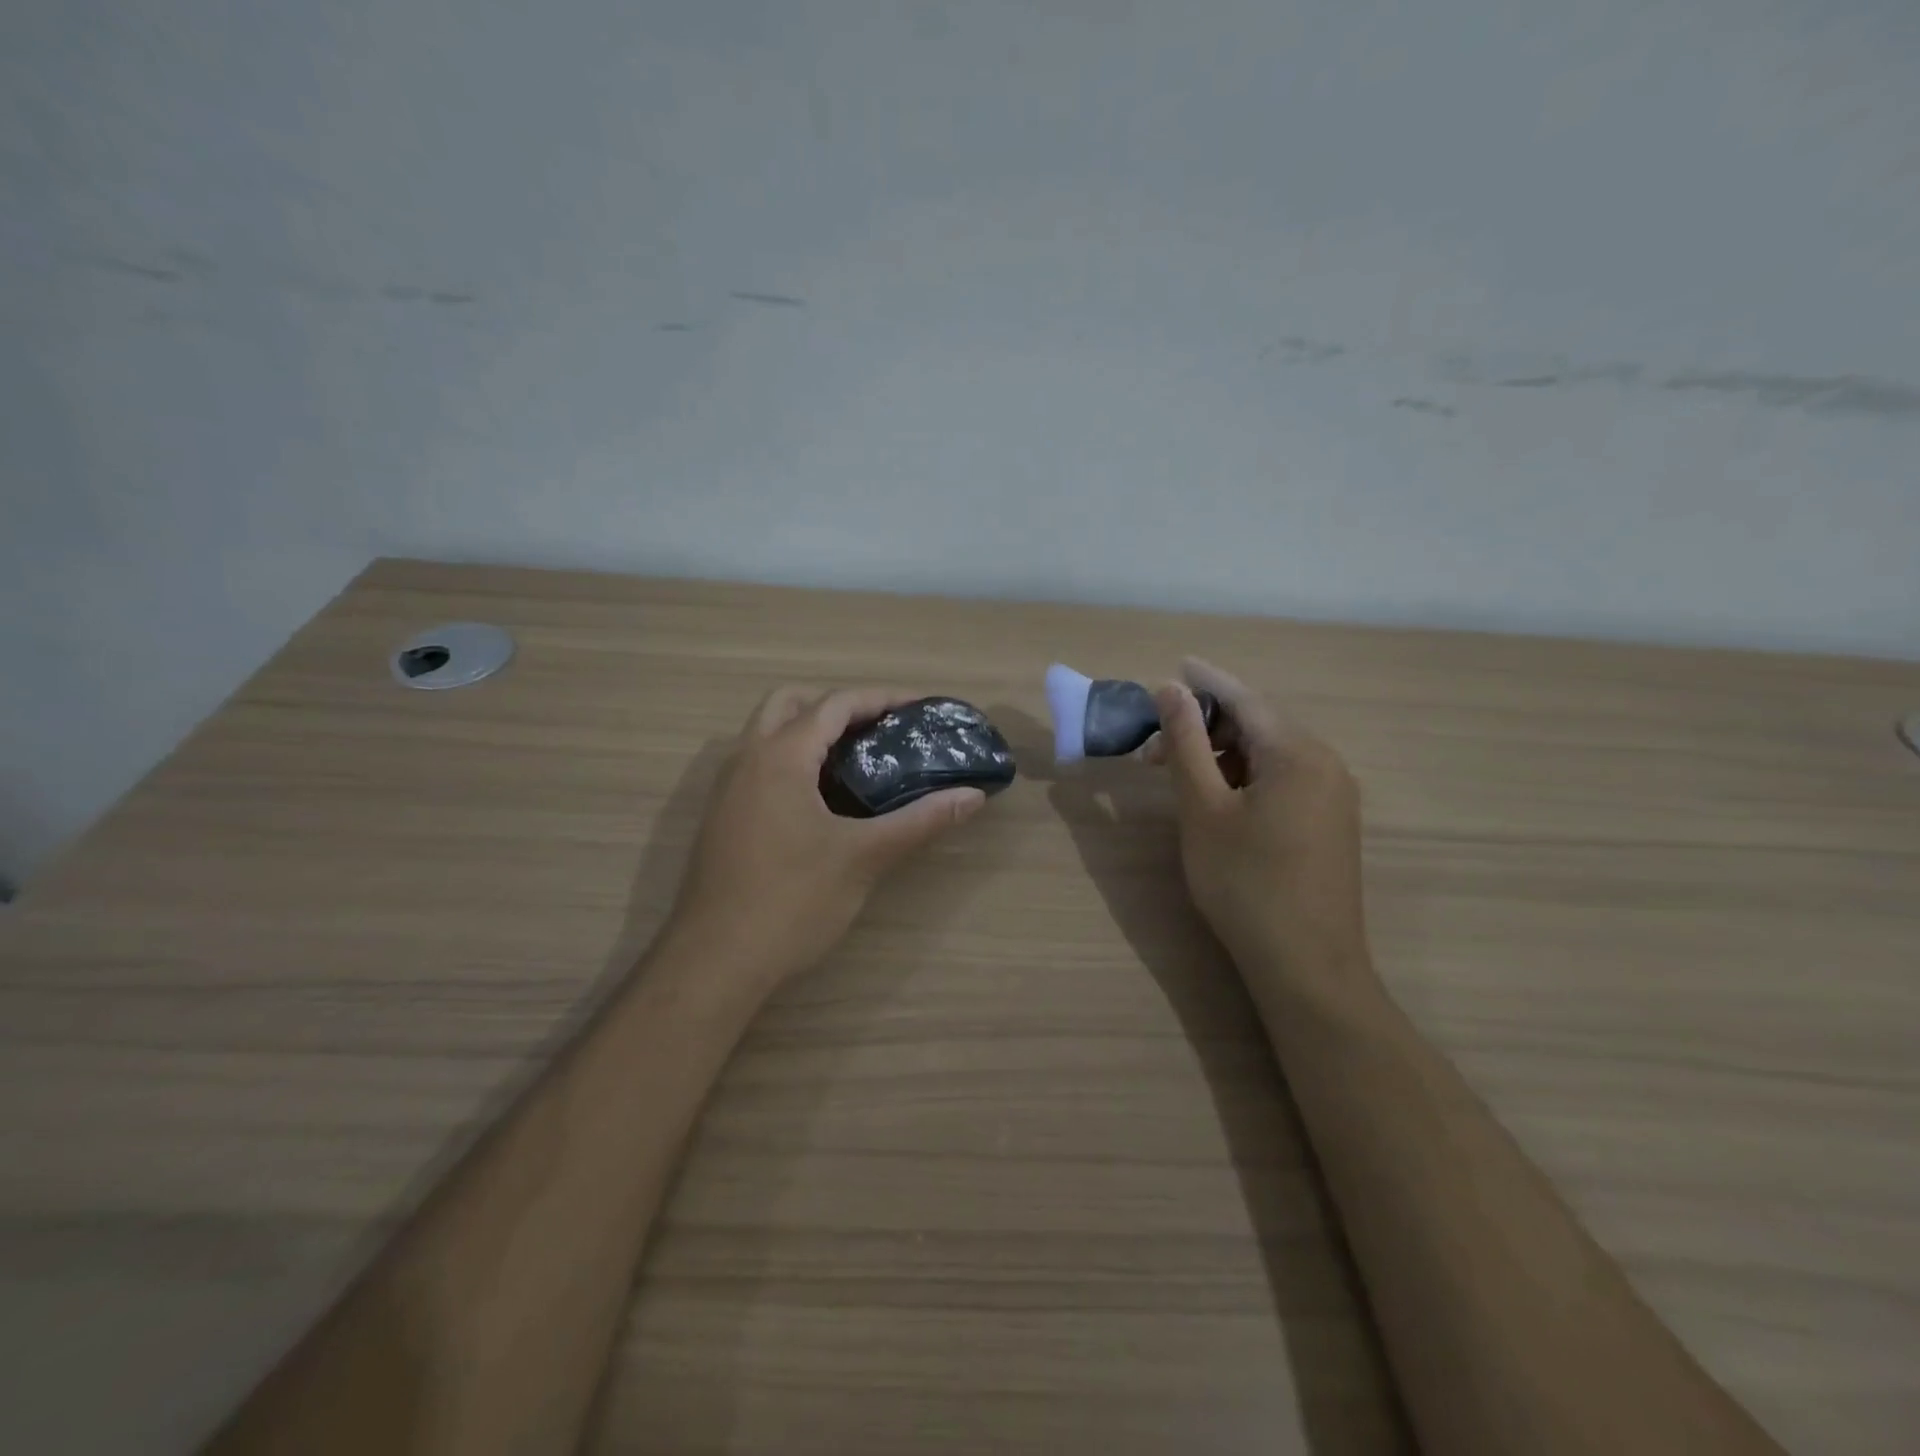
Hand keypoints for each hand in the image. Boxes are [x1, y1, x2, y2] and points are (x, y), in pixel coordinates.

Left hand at [665, 686, 988, 990]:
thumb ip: (920, 821)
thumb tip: (972, 797)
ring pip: (769, 735)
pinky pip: (760, 767)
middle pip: (791, 703)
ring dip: (811, 733)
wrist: (715, 963)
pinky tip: (824, 803)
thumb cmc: (792, 902)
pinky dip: (794, 763)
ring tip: (860, 761)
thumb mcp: (864, 857)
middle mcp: (746, 760)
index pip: (835, 704)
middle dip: (838, 707)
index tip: (920, 708)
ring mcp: (727, 790)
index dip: (881, 699)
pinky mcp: (723, 819)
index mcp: (779, 757)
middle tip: (880, 730)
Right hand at [1147, 658, 1377, 1005]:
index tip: (1172, 667)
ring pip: (1269, 755)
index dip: (1205, 681)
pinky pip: (1283, 780)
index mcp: (1298, 753)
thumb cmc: (1245, 882)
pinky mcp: (1330, 823)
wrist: (1306, 965)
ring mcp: (1334, 795)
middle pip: (1258, 725)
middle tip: (1155, 748)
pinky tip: (1217, 799)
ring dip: (1222, 754)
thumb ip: (1187, 743)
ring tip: (1178, 776)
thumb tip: (1172, 689)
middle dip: (1206, 726)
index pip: (1244, 699)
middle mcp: (1325, 764)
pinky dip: (1244, 777)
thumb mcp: (1203, 808)